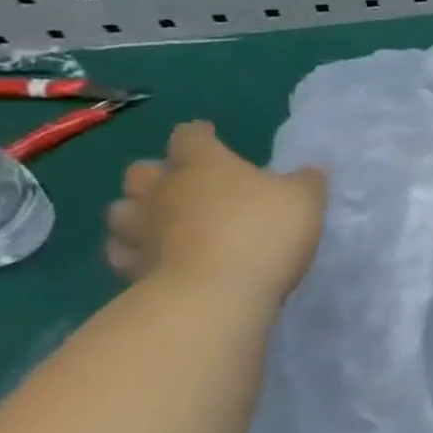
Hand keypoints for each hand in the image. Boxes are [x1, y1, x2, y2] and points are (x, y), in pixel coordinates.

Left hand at [105, 121, 325, 306]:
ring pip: (121, 211)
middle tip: (183, 185)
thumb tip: (312, 171)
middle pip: (142, 171)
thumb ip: (306, 182)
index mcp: (203, 164)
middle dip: (158, 174)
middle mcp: (163, 190)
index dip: (199, 135)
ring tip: (160, 223)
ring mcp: (141, 231)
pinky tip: (153, 260)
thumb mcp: (304, 201)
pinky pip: (122, 254)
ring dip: (137, 213)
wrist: (215, 297)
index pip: (190, 135)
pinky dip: (134, 253)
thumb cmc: (262, 233)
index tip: (210, 137)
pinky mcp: (131, 271)